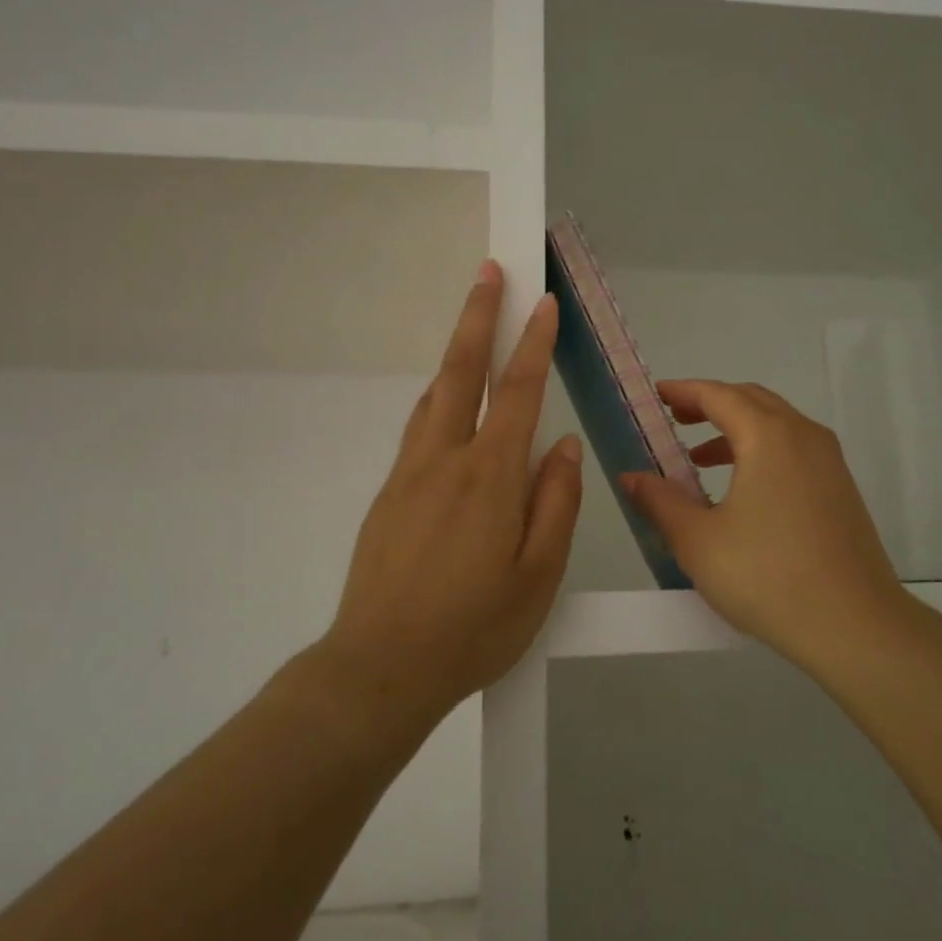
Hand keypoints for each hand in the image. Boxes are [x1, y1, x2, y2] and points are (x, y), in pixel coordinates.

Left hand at [320, 261, 581, 722]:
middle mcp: (444, 461)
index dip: (533, 343)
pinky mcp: (388, 496)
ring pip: (435, 397)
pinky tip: (448, 405)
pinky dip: (440, 399)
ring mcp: (409, 475)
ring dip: (456, 354)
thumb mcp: (539, 576)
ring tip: (473, 326)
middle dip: (478, 317)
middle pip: (461, 373)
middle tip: (489, 272)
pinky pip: (420, 430)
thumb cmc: (474, 627)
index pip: (518, 393)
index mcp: (489, 478)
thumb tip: (561, 446)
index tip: (543, 303)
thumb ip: (556, 503)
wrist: (380, 668)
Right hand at [621, 381, 905, 669]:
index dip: (685, 391)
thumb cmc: (767, 576)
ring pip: (777, 426)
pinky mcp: (841, 490)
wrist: (854, 626)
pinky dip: (761, 452)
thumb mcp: (698, 541)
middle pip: (752, 401)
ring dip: (737, 431)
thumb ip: (660, 501)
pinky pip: (794, 451)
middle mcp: (804, 436)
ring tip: (700, 459)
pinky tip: (742, 491)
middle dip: (711, 404)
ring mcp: (829, 463)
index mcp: (769, 437)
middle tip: (676, 419)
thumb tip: (631, 477)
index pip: (719, 395)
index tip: (657, 395)